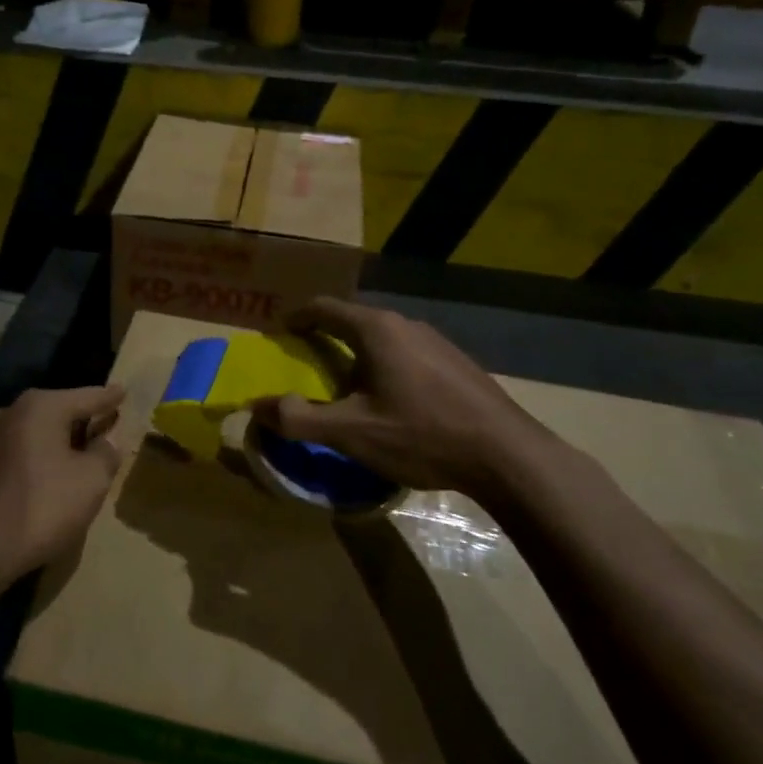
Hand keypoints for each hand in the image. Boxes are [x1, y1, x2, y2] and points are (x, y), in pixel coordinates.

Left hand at [0, 385, 124, 591]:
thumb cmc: (43, 505)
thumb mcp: (91, 480)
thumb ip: (106, 453)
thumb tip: (107, 441)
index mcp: (42, 406)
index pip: (86, 397)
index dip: (109, 397)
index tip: (123, 390)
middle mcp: (13, 412)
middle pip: (60, 410)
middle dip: (84, 418)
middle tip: (108, 422)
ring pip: (39, 431)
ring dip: (61, 440)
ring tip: (84, 450)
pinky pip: (23, 449)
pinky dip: (42, 456)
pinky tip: (54, 472)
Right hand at [251, 299, 566, 496]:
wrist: (506, 456)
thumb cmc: (421, 435)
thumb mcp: (351, 432)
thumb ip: (298, 419)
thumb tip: (256, 408)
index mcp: (375, 330)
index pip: (323, 308)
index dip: (296, 318)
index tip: (279, 334)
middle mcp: (405, 325)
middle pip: (353, 321)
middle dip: (324, 338)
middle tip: (307, 365)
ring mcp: (437, 342)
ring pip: (383, 339)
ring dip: (357, 355)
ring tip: (347, 387)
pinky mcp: (457, 364)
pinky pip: (407, 355)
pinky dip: (385, 367)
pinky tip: (392, 403)